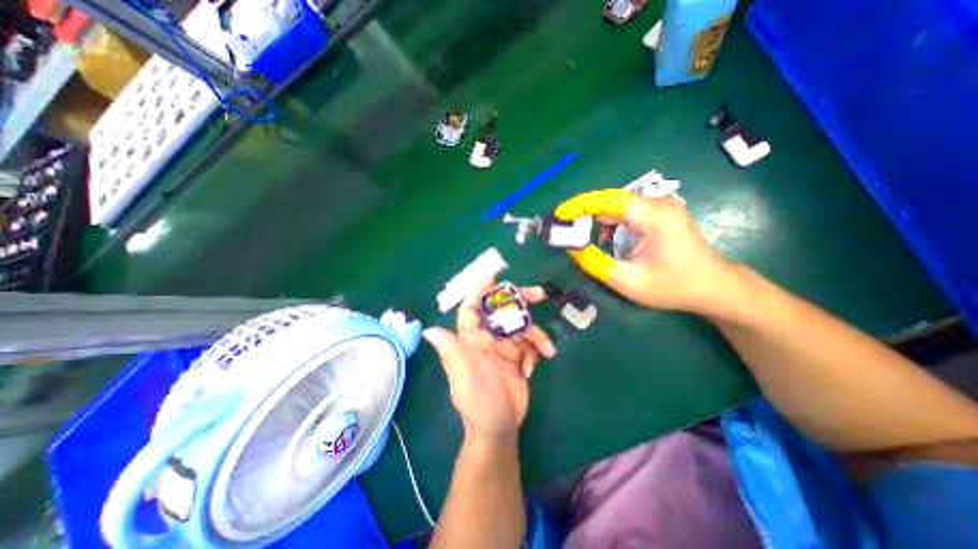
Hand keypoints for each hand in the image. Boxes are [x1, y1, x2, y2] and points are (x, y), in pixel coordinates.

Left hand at [423, 280, 557, 442]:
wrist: (499, 427)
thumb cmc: (477, 402)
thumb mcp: (463, 376)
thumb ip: (450, 351)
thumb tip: (429, 330)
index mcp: (471, 339)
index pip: (472, 308)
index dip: (480, 290)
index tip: (494, 276)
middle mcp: (488, 337)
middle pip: (502, 310)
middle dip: (519, 301)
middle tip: (538, 294)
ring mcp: (505, 346)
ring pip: (522, 326)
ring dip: (536, 335)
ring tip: (545, 349)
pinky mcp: (519, 355)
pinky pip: (531, 343)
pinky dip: (537, 350)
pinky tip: (535, 366)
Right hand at [558, 189, 733, 311]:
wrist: (713, 287)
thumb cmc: (673, 287)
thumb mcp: (629, 281)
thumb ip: (596, 264)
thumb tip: (572, 248)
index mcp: (655, 217)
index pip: (610, 201)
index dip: (581, 205)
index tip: (559, 214)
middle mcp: (658, 204)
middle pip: (611, 200)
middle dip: (584, 211)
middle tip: (563, 226)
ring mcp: (660, 207)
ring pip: (617, 205)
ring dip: (595, 218)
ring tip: (578, 234)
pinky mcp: (659, 214)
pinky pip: (626, 212)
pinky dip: (608, 223)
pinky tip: (604, 240)